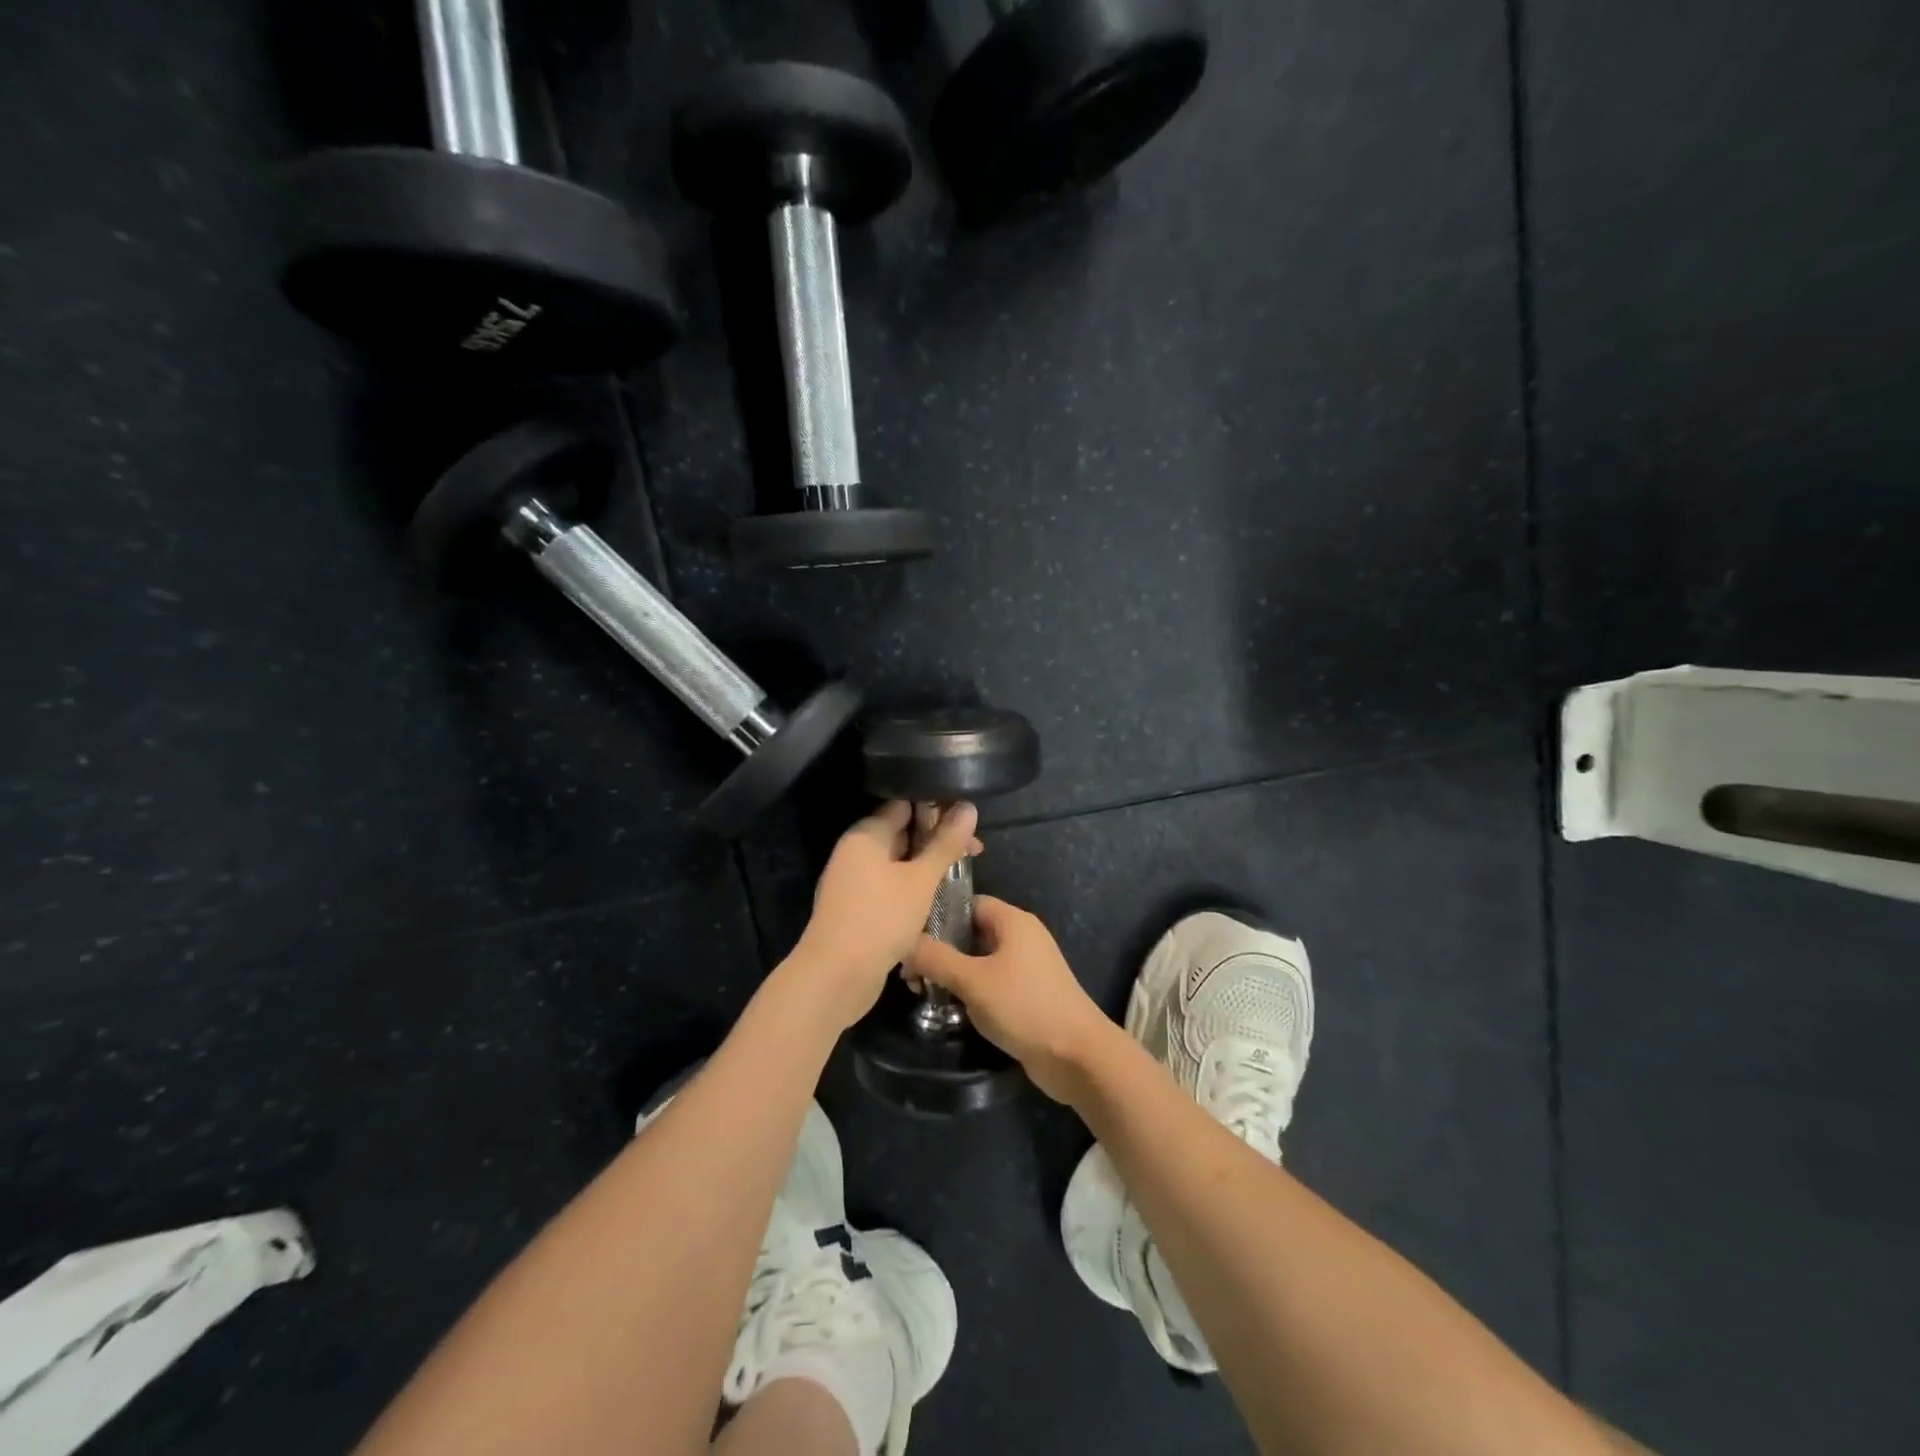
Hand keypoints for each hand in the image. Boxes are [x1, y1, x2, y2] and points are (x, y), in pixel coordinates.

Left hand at [789, 800, 981, 1028]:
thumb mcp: (921, 879)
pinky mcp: (857, 908)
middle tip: (974, 851)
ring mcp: (854, 881)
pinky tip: (935, 898)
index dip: (937, 808)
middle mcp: (856, 852)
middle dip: (936, 840)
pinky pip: (889, 886)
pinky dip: (912, 888)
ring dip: (926, 867)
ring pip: (897, 863)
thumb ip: (945, 843)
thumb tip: (968, 807)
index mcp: (866, 834)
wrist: (836, 976)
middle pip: (901, 833)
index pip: (904, 805)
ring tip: (960, 873)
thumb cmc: (881, 918)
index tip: (968, 819)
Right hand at [904, 896, 1117, 1102]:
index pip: (968, 903)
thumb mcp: (973, 980)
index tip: (909, 937)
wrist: (1076, 1056)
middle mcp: (1022, 937)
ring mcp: (1027, 967)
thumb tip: (904, 943)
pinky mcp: (1028, 995)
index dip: (938, 916)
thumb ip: (936, 959)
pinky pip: (992, 983)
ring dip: (954, 974)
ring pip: (980, 960)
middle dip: (941, 950)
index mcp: (1013, 921)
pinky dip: (972, 992)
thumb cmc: (1024, 1006)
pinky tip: (950, 1010)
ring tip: (923, 993)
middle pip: (972, 933)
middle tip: (910, 974)